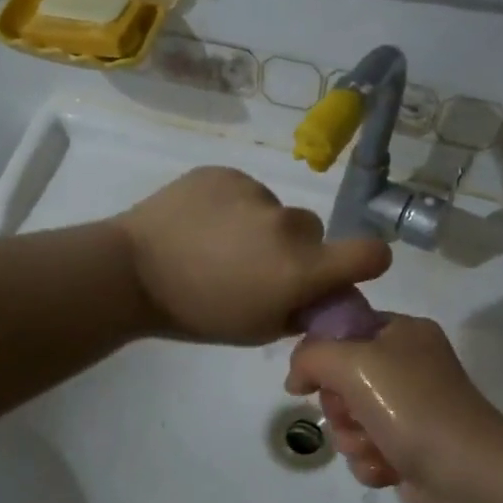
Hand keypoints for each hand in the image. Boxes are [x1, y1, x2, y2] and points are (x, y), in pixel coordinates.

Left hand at [114, 167, 390, 343]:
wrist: (132, 271)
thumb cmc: (196, 313)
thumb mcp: (257, 329)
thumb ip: (300, 310)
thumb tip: (320, 294)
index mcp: (300, 268)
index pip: (370, 253)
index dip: (366, 261)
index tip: (346, 268)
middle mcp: (288, 224)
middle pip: (313, 231)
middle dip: (296, 248)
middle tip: (255, 265)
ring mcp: (255, 192)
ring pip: (275, 210)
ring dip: (260, 226)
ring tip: (216, 244)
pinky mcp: (225, 173)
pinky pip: (245, 190)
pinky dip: (232, 206)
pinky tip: (200, 224)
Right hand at [286, 315, 502, 502]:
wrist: (469, 477)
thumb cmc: (413, 406)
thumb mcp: (353, 363)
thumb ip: (311, 356)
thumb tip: (296, 379)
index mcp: (404, 333)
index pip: (345, 328)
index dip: (321, 352)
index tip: (310, 377)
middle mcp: (408, 367)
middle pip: (341, 380)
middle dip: (339, 406)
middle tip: (354, 414)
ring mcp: (409, 411)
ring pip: (349, 420)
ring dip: (352, 438)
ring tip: (375, 446)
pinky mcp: (409, 450)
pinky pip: (365, 450)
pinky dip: (370, 461)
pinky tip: (388, 468)